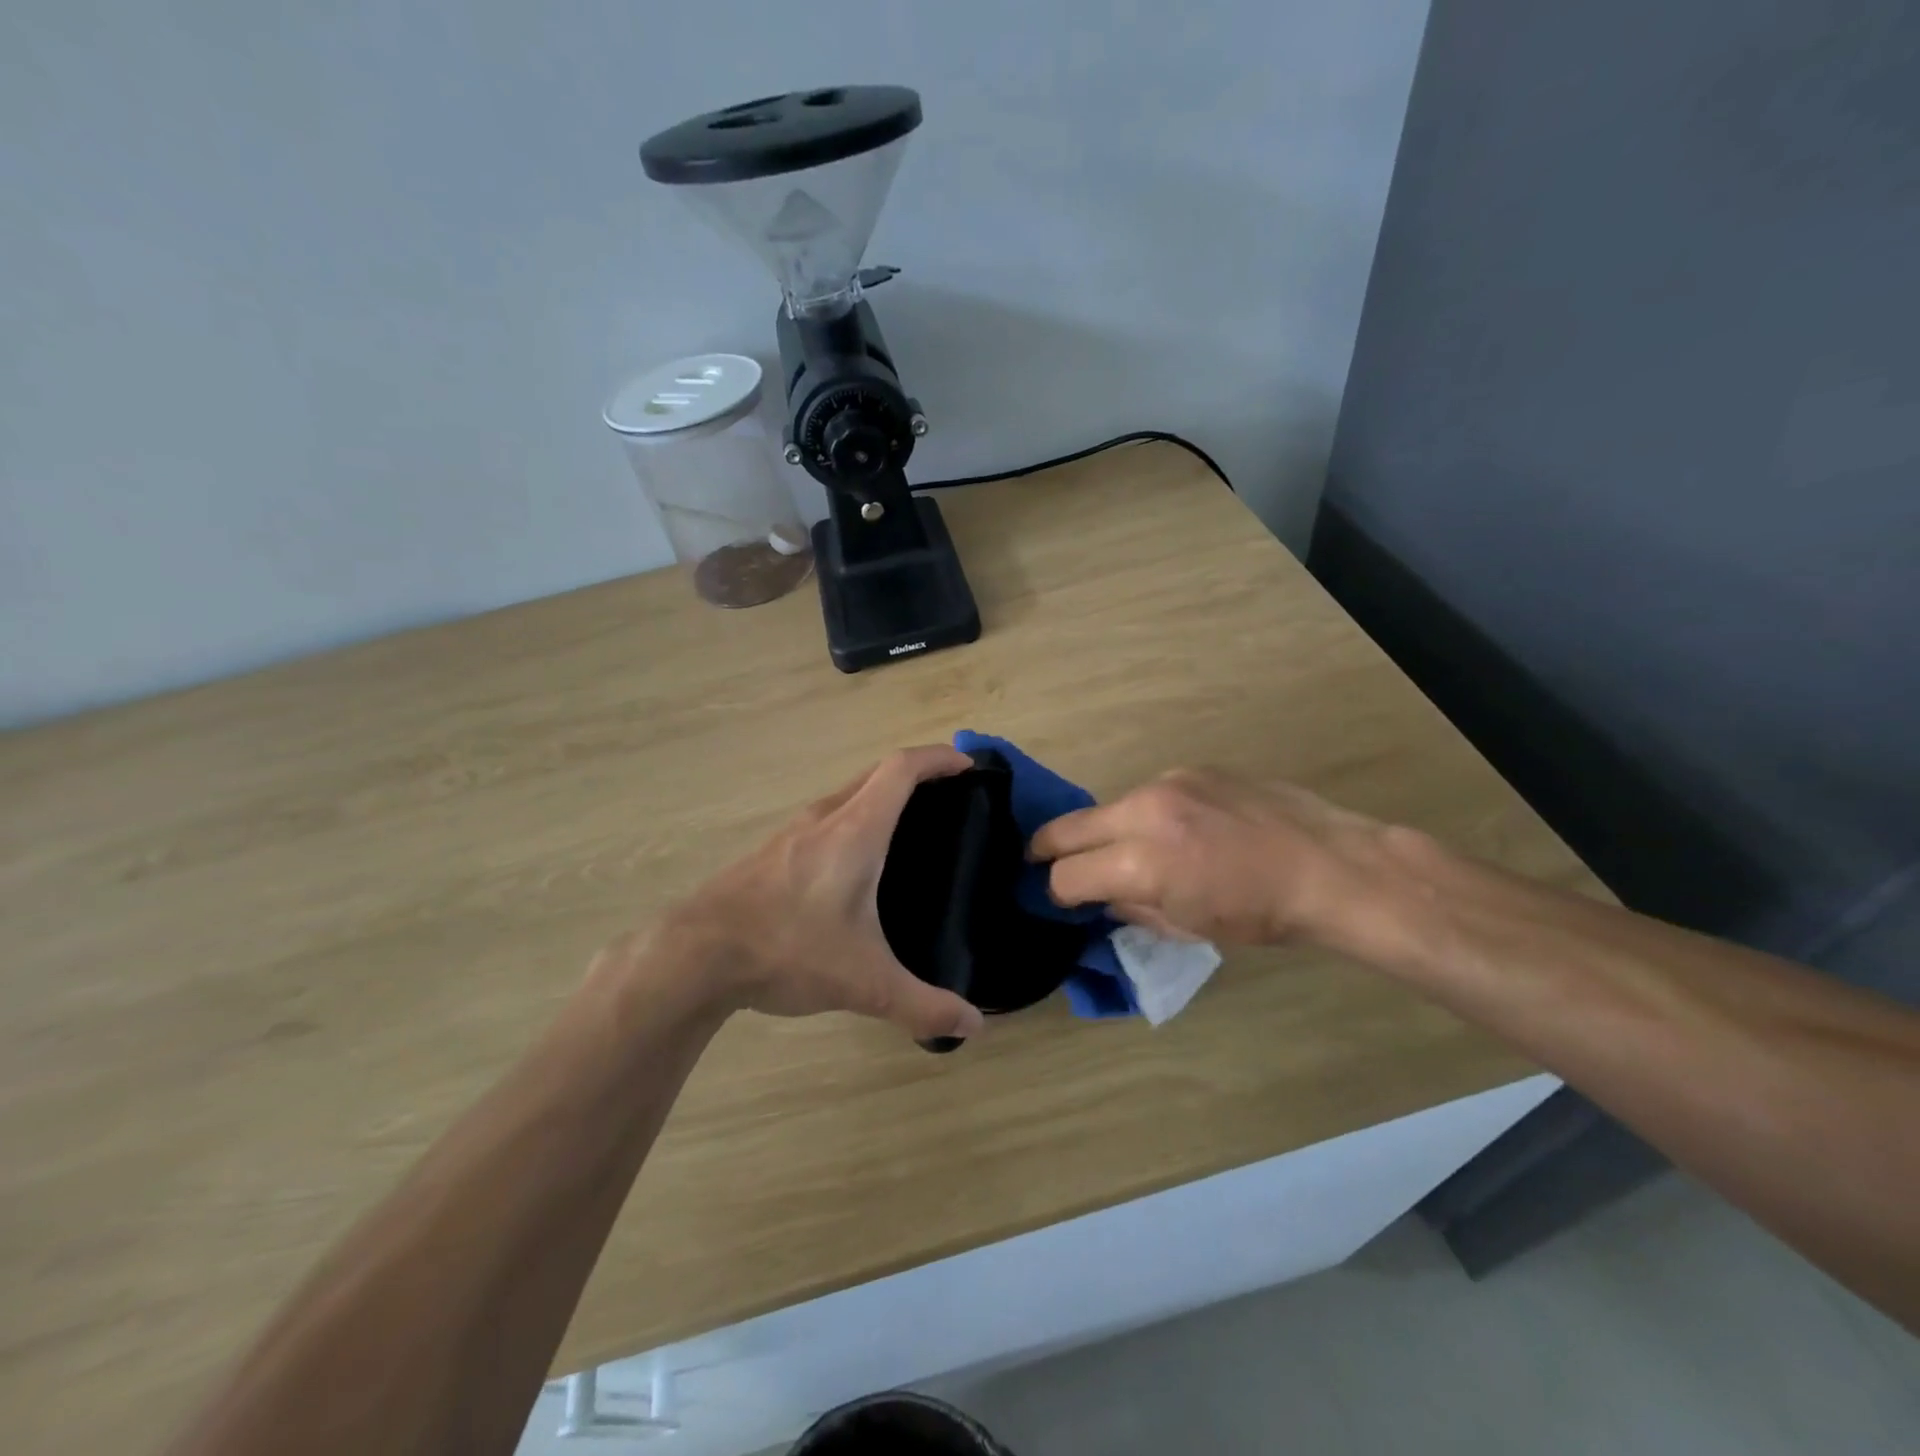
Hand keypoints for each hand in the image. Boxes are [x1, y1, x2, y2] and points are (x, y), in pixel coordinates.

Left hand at [649, 745, 986, 1042]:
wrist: (696, 955)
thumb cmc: (788, 949)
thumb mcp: (864, 983)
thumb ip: (922, 1005)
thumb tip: (972, 1026)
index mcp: (855, 830)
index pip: (902, 769)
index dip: (938, 759)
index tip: (967, 765)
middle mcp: (825, 817)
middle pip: (877, 773)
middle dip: (917, 772)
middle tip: (949, 795)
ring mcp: (793, 831)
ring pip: (848, 793)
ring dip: (882, 794)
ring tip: (910, 826)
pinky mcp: (773, 851)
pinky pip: (827, 816)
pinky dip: (855, 817)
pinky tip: (856, 862)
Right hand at [1029, 767, 1408, 948]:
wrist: (1329, 866)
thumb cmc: (1262, 913)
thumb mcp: (1188, 927)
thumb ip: (1133, 908)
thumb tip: (1104, 897)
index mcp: (1142, 861)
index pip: (1067, 876)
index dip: (1057, 893)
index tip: (1062, 900)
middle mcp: (1144, 811)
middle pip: (1067, 828)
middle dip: (1048, 849)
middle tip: (1042, 861)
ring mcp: (1167, 783)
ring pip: (1108, 808)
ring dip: (1105, 831)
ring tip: (1131, 850)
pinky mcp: (1190, 769)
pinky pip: (1148, 795)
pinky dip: (1146, 816)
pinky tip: (1179, 831)